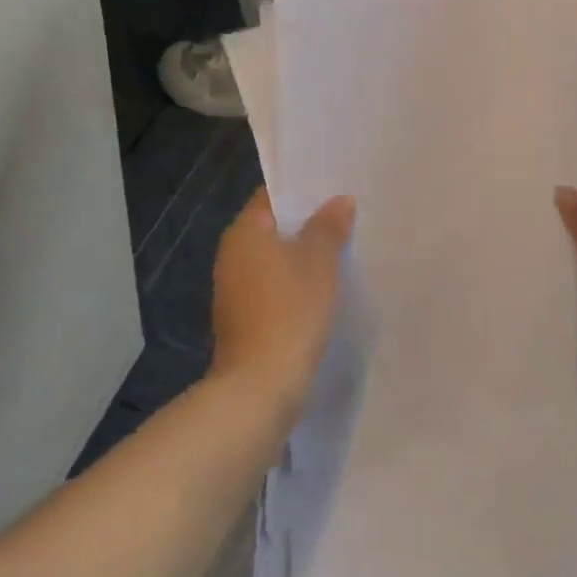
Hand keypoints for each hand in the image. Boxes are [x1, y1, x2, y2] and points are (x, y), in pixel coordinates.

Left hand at [209, 189, 354, 416]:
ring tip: (339, 253)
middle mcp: (231, 253)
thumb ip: (328, 228)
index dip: (301, 191)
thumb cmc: (289, 311)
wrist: (258, 386)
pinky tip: (320, 292)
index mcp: (244, 231)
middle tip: (344, 219)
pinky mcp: (241, 318)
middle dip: (305, 224)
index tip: (332, 190)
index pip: (271, 196)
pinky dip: (292, 285)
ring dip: (300, 257)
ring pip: (272, 260)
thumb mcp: (318, 263)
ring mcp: (233, 288)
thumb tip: (339, 200)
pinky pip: (270, 287)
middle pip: (271, 228)